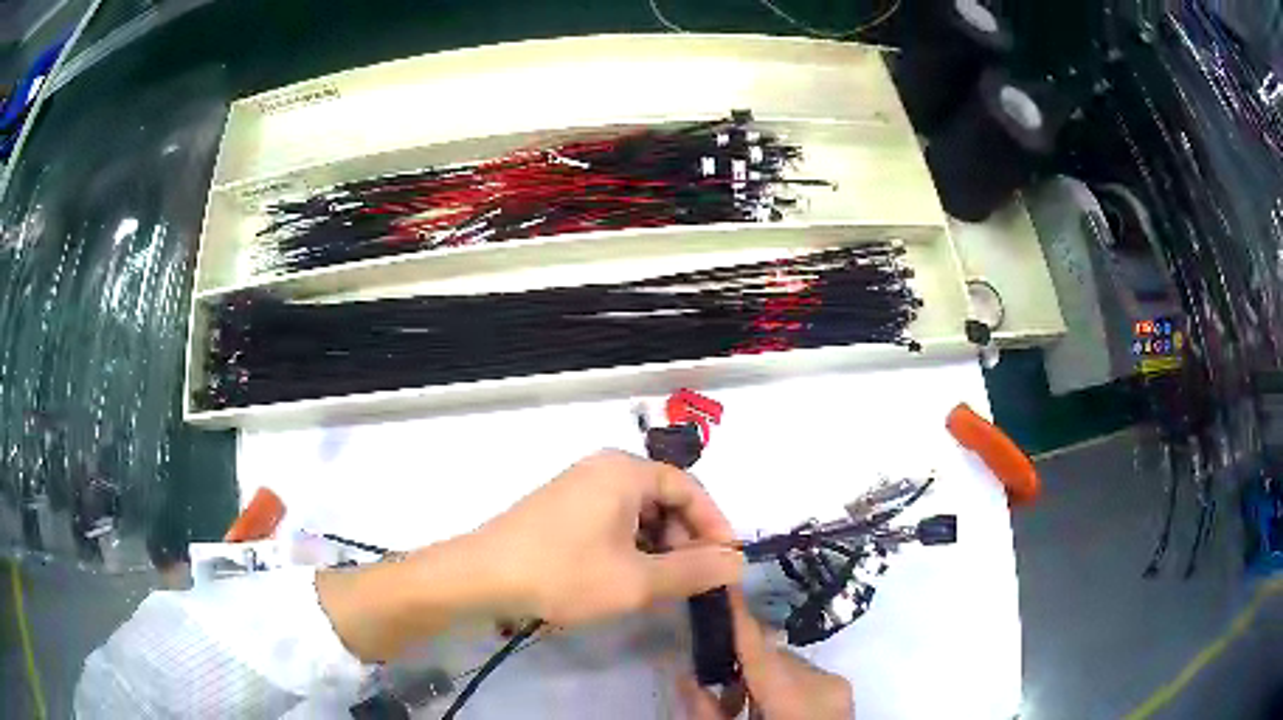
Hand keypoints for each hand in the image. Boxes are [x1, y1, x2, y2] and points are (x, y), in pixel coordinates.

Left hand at [475, 449, 743, 626]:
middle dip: (685, 539)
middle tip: (693, 580)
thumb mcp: (637, 581)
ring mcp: (578, 486)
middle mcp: (603, 468)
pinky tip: (627, 577)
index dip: (714, 525)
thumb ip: (694, 572)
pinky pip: (612, 520)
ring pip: (638, 513)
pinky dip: (630, 546)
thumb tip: (738, 564)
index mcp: (625, 471)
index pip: (689, 488)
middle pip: (663, 498)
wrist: (483, 577)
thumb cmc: (564, 573)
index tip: (726, 562)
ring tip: (661, 584)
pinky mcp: (561, 507)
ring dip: (659, 546)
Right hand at [678, 591, 853, 719]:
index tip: (717, 583)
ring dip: (757, 679)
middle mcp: (824, 682)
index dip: (737, 617)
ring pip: (784, 666)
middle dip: (738, 665)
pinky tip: (761, 708)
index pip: (759, 650)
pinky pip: (801, 677)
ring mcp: (838, 686)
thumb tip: (683, 674)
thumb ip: (706, 712)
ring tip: (735, 705)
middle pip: (769, 658)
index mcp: (797, 699)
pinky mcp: (841, 691)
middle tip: (710, 684)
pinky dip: (777, 687)